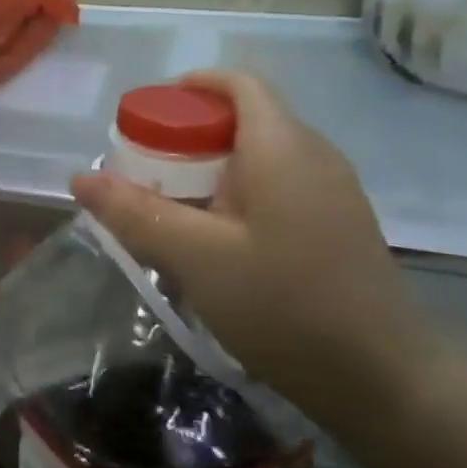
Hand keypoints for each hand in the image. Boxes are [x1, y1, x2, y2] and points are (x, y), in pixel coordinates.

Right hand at [71, 71, 444, 438]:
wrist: (387, 383)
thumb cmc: (286, 305)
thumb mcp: (195, 257)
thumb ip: (135, 212)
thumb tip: (79, 177)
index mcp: (282, 146)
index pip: (238, 84)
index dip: (191, 86)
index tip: (146, 114)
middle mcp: (314, 155)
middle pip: (245, 118)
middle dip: (189, 133)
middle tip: (144, 169)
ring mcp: (331, 192)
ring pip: (260, 156)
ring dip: (210, 168)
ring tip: (169, 206)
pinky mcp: (336, 226)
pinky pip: (277, 187)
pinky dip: (236, 193)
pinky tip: (215, 240)